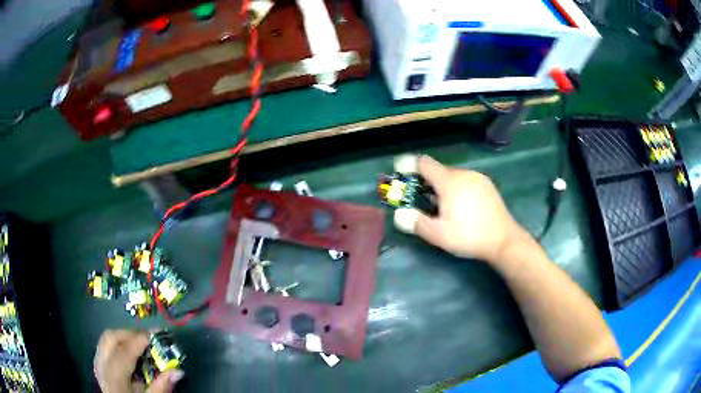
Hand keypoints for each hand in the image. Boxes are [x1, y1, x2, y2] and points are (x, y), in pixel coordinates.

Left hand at [94, 329, 183, 392]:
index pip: (125, 352)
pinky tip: (128, 352)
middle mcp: (102, 367)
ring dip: (123, 337)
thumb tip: (177, 370)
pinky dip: (117, 344)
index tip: (157, 334)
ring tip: (140, 343)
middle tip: (149, 338)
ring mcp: (98, 365)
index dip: (140, 340)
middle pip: (111, 338)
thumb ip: (161, 387)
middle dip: (130, 334)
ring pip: (106, 339)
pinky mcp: (98, 366)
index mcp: (115, 378)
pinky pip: (104, 347)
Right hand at [394, 155, 521, 262]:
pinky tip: (461, 207)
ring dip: (442, 186)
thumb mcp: (438, 234)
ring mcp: (478, 178)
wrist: (504, 240)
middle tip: (422, 200)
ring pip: (453, 176)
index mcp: (449, 181)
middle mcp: (464, 173)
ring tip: (443, 207)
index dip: (409, 165)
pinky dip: (457, 188)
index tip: (400, 171)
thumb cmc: (469, 236)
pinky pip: (466, 180)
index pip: (424, 163)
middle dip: (426, 181)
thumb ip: (416, 223)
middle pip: (439, 170)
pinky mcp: (487, 185)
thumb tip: (399, 215)